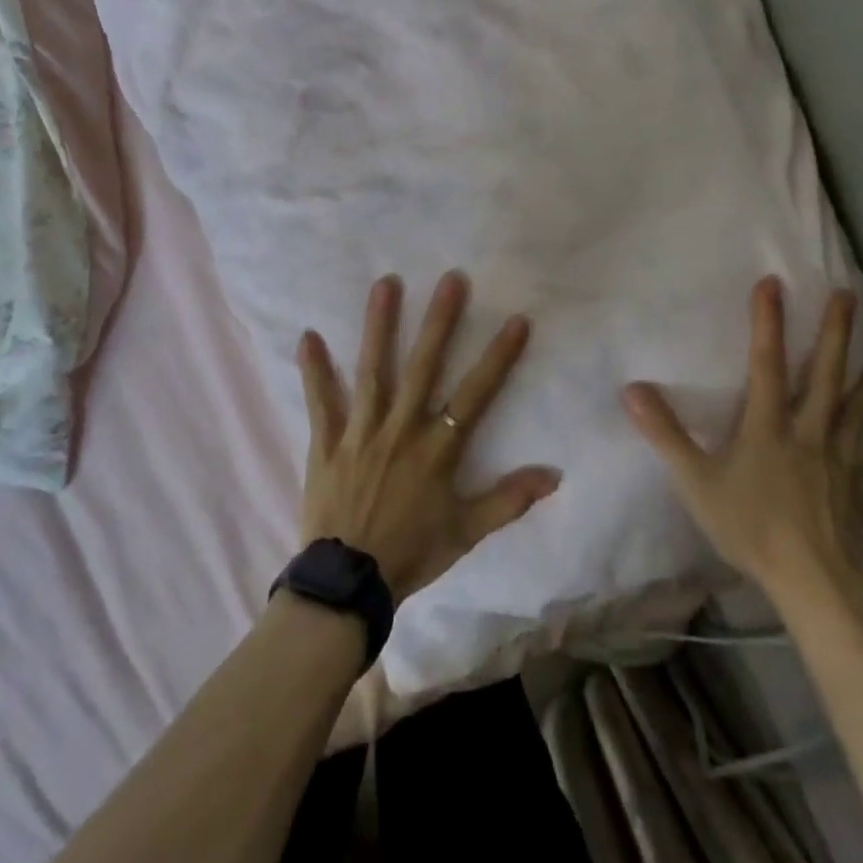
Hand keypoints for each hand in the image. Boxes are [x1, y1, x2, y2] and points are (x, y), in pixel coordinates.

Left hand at [297, 271, 561, 602]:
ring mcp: (360, 432)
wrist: (348, 584)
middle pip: (423, 367)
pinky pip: (320, 402)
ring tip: (385, 284)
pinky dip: (313, 371)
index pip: (476, 394)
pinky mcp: (326, 442)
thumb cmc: (412, 554)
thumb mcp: (467, 532)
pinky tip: (307, 336)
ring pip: (372, 371)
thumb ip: (509, 499)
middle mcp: (401, 429)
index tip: (516, 320)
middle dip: (440, 322)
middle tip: (451, 279)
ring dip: (379, 326)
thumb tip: (555, 474)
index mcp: (437, 449)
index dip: (498, 357)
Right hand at [622, 278, 862, 603]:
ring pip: (859, 411)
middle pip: (825, 376)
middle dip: (834, 334)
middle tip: (848, 296)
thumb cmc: (750, 527)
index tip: (772, 283)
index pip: (766, 364)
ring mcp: (839, 460)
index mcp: (768, 426)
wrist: (811, 582)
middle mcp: (808, 432)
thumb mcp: (696, 481)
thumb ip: (665, 434)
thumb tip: (632, 389)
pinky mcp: (857, 489)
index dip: (767, 322)